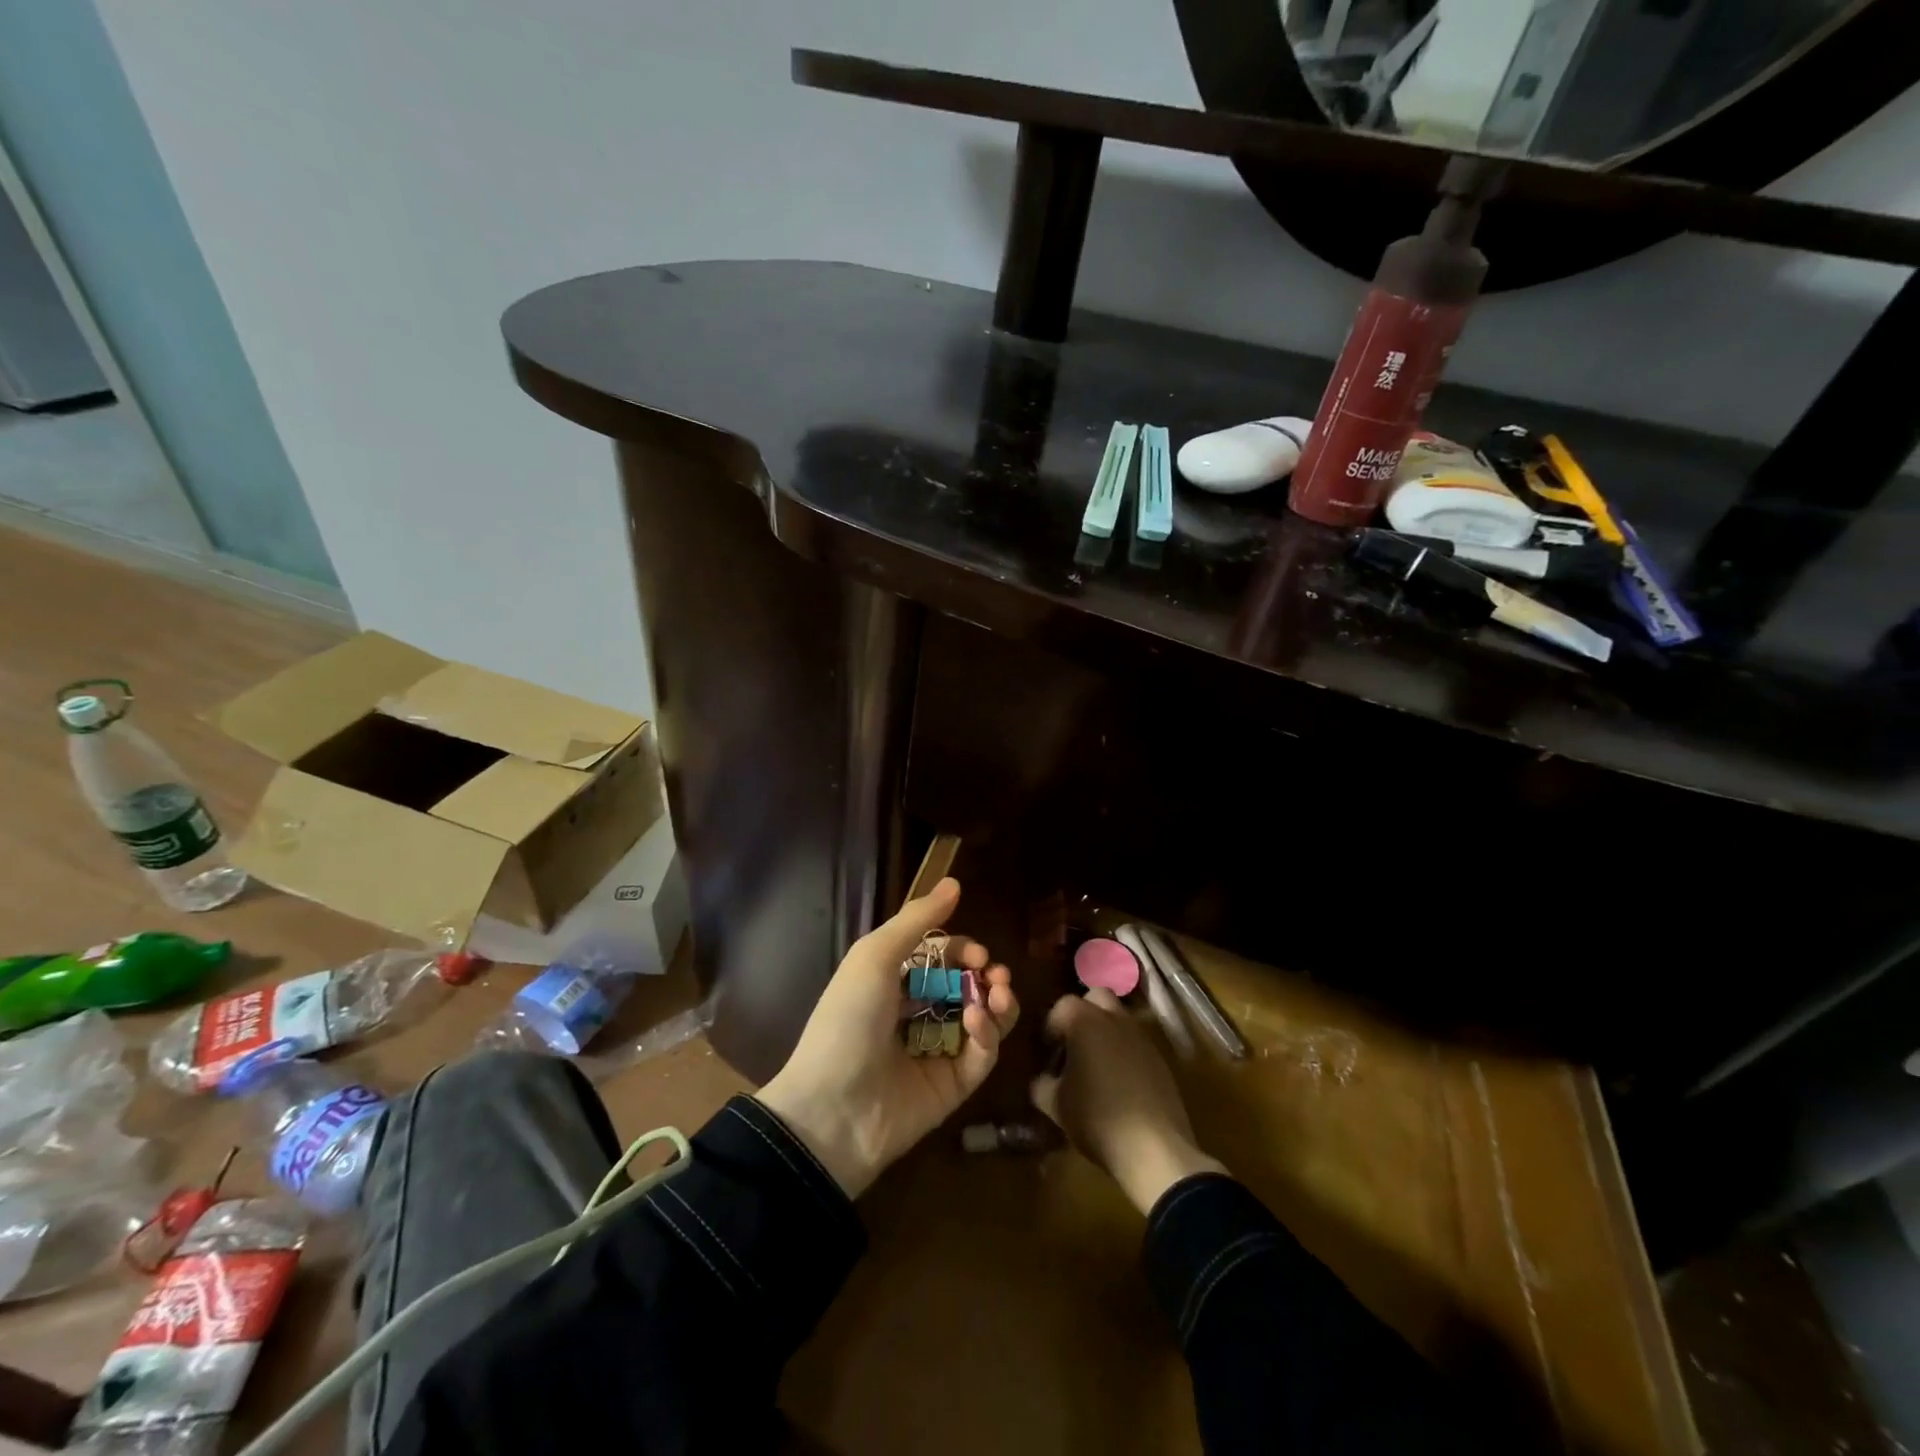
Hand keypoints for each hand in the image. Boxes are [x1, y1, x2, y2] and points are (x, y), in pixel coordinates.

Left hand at [758, 878, 1016, 1197]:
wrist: (831, 1109)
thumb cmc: (848, 1020)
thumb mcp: (875, 956)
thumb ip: (917, 920)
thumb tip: (954, 882)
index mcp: (895, 983)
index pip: (943, 959)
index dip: (964, 951)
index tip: (978, 953)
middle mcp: (919, 1014)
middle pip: (968, 987)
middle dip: (988, 975)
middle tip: (995, 974)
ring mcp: (938, 1052)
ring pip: (983, 1020)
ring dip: (997, 1002)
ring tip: (999, 994)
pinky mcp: (953, 1087)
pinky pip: (981, 1056)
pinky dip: (987, 1035)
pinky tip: (978, 1022)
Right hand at [1030, 989, 1224, 1215]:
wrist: (1154, 1148)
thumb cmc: (1096, 1118)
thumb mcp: (1055, 1105)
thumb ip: (1041, 1084)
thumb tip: (1042, 1079)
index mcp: (1085, 1021)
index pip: (1062, 1006)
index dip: (1051, 1026)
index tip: (1047, 1052)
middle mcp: (1115, 1019)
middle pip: (1096, 998)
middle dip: (1082, 1014)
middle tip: (1073, 1045)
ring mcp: (1142, 1038)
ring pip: (1119, 1019)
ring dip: (1105, 1033)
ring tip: (1095, 1066)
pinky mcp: (1160, 1059)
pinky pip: (1135, 1044)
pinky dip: (1124, 1052)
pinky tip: (1118, 1084)